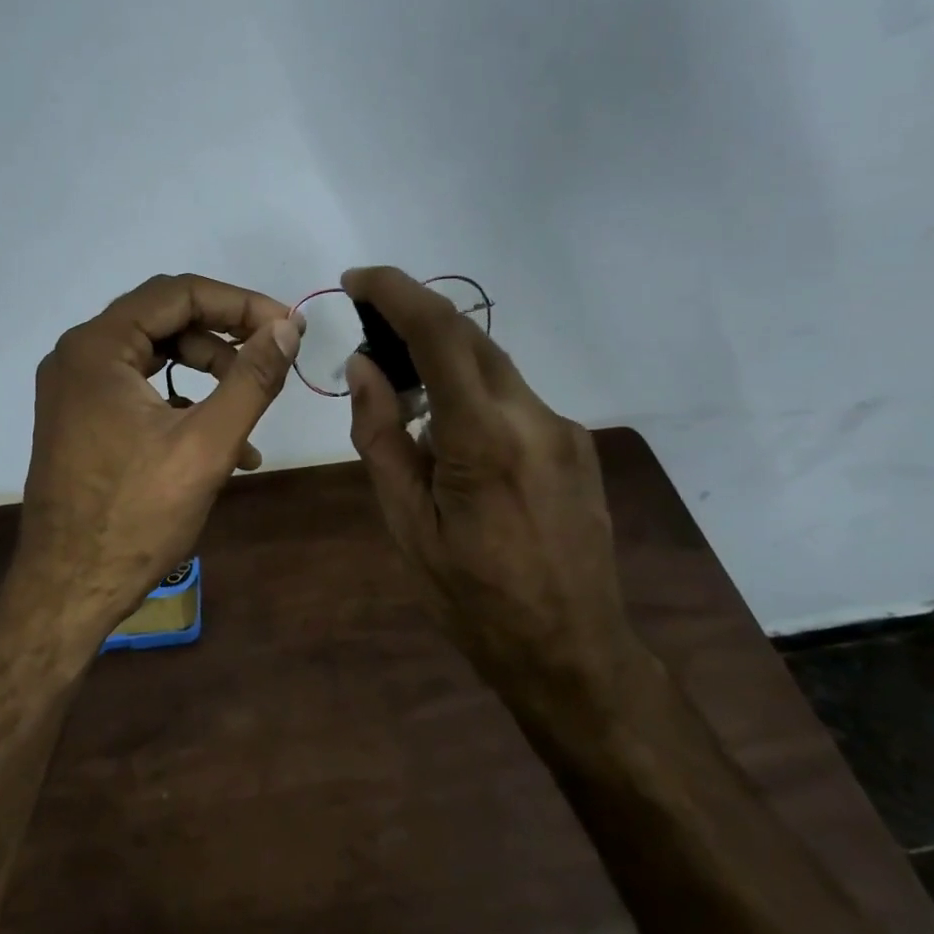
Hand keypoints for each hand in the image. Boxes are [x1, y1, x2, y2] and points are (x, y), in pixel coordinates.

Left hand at [11, 273, 301, 648]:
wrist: (67, 591)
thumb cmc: (136, 517)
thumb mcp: (206, 445)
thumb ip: (251, 379)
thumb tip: (287, 329)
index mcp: (97, 349)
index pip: (177, 293)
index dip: (239, 303)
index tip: (286, 327)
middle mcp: (78, 357)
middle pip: (165, 320)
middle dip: (225, 339)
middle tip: (273, 360)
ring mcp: (75, 390)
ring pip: (156, 357)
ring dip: (210, 376)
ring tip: (252, 417)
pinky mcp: (81, 420)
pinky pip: (141, 391)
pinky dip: (183, 404)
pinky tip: (224, 446)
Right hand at [342, 266, 625, 686]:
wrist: (573, 653)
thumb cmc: (474, 602)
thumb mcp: (408, 526)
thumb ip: (381, 437)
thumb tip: (365, 367)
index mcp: (485, 439)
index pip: (441, 333)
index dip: (396, 292)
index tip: (357, 280)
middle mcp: (534, 417)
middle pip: (470, 338)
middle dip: (416, 319)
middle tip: (370, 334)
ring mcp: (564, 430)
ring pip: (493, 367)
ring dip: (444, 361)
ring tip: (405, 394)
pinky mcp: (576, 445)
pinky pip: (513, 398)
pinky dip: (472, 394)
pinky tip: (453, 439)